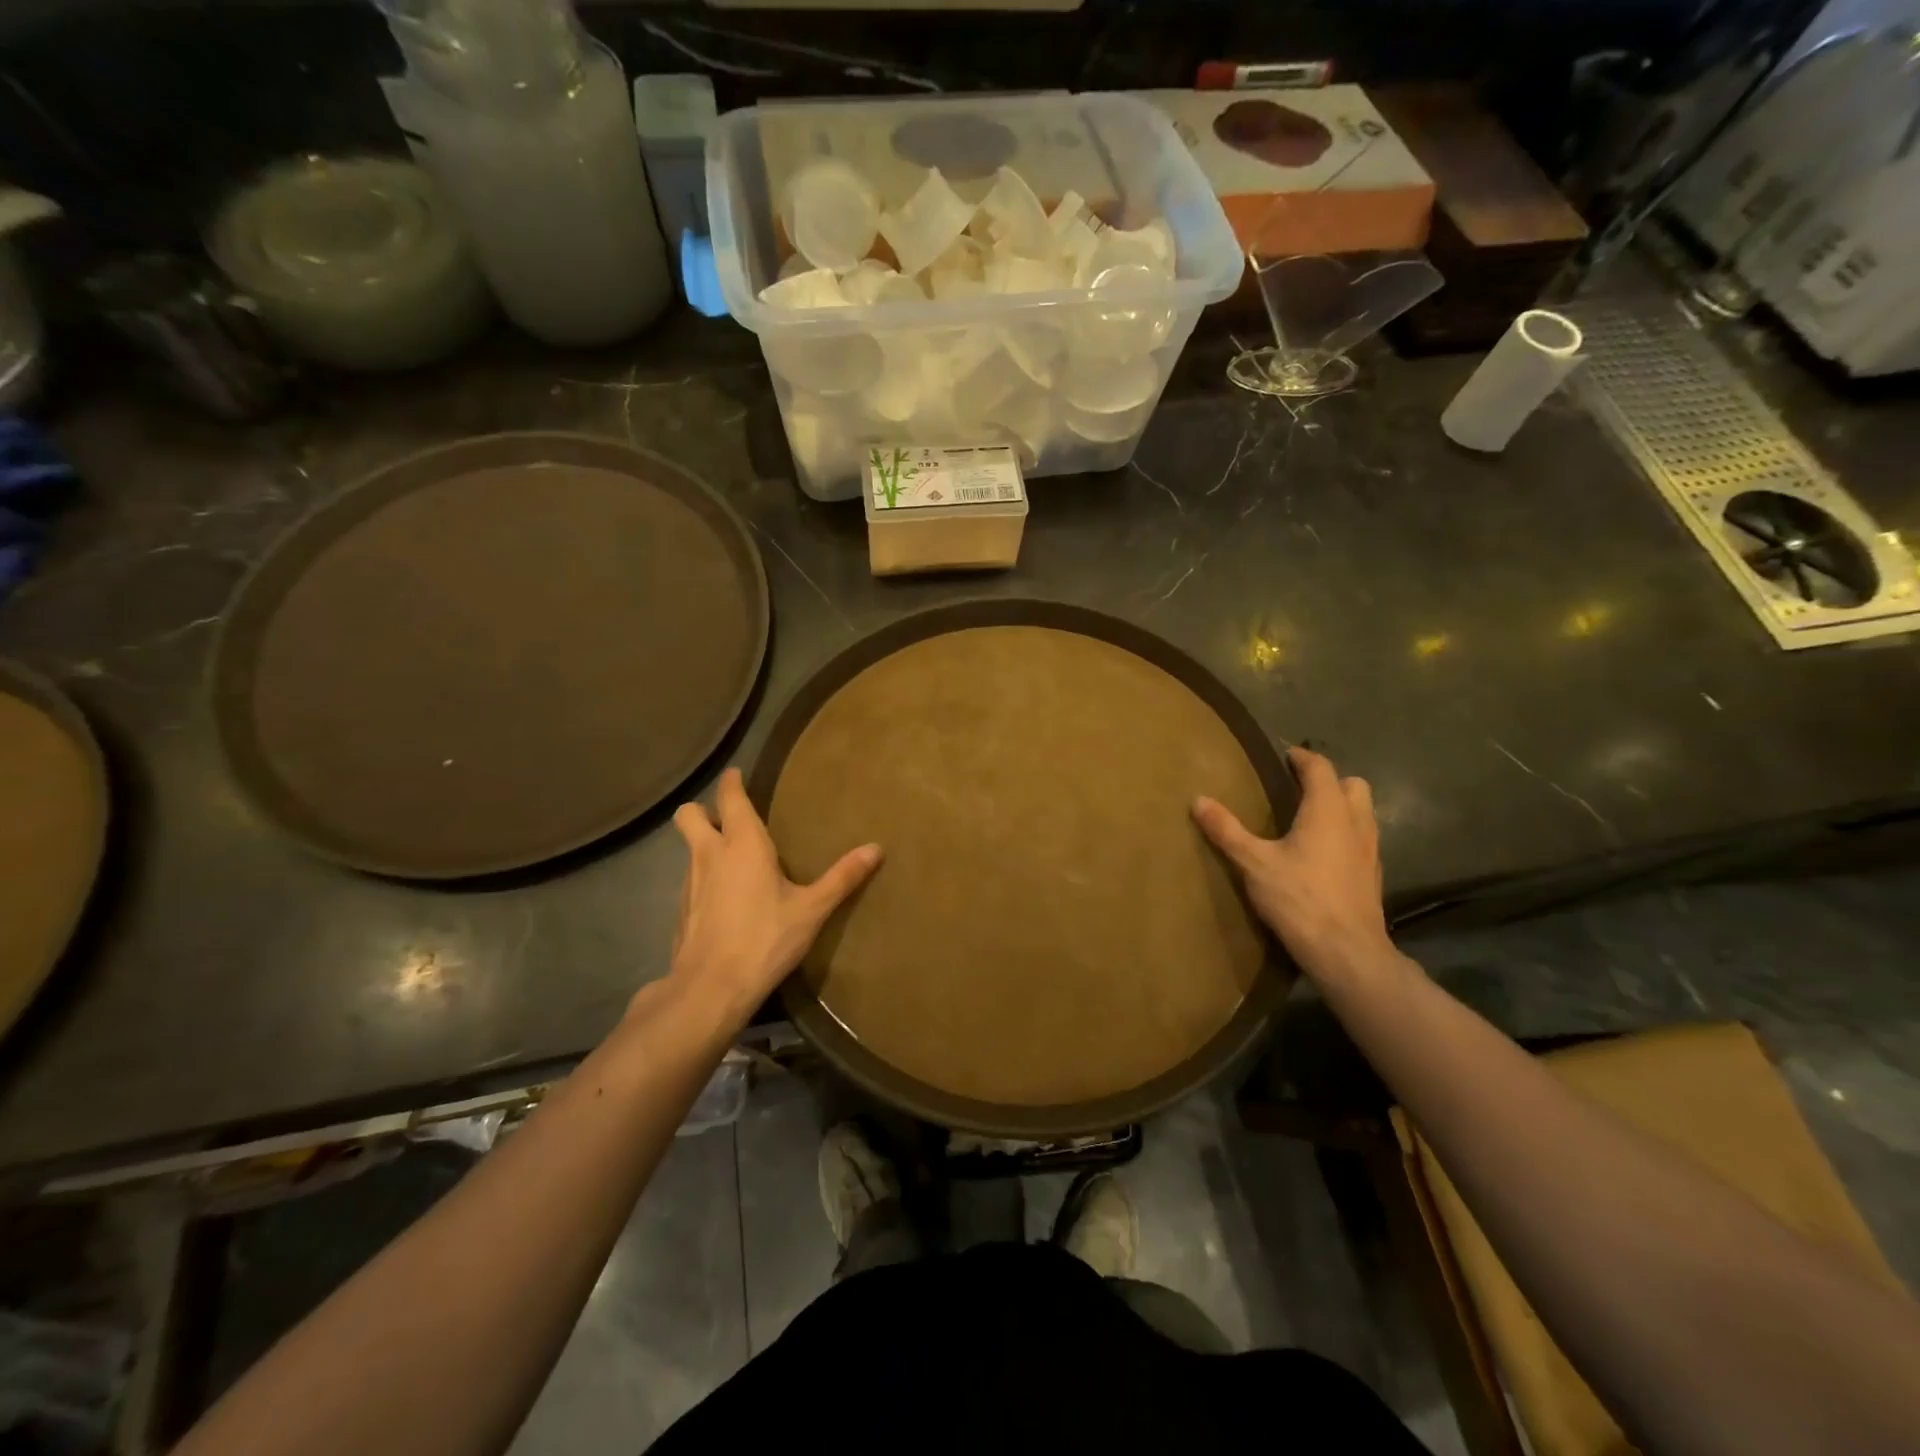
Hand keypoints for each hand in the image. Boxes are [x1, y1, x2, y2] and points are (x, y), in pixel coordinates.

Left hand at [666, 768, 881, 1022]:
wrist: (710, 989)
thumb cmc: (765, 939)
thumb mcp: (812, 909)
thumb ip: (842, 877)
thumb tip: (876, 848)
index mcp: (742, 844)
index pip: (730, 798)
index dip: (731, 782)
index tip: (737, 774)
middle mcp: (710, 854)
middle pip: (689, 815)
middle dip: (703, 809)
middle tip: (728, 819)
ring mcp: (689, 882)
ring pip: (688, 848)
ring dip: (704, 844)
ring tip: (732, 860)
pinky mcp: (681, 910)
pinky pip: (690, 879)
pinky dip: (703, 877)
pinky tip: (724, 899)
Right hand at [1192, 746, 1391, 983]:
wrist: (1347, 951)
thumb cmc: (1299, 898)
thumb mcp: (1253, 863)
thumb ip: (1227, 830)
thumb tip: (1199, 800)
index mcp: (1328, 810)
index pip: (1321, 768)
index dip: (1302, 758)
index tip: (1285, 756)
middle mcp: (1355, 822)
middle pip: (1352, 785)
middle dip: (1329, 781)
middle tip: (1298, 789)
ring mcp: (1370, 849)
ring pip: (1362, 812)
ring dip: (1340, 807)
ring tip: (1308, 820)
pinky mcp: (1373, 874)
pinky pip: (1362, 839)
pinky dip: (1345, 834)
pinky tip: (1322, 855)